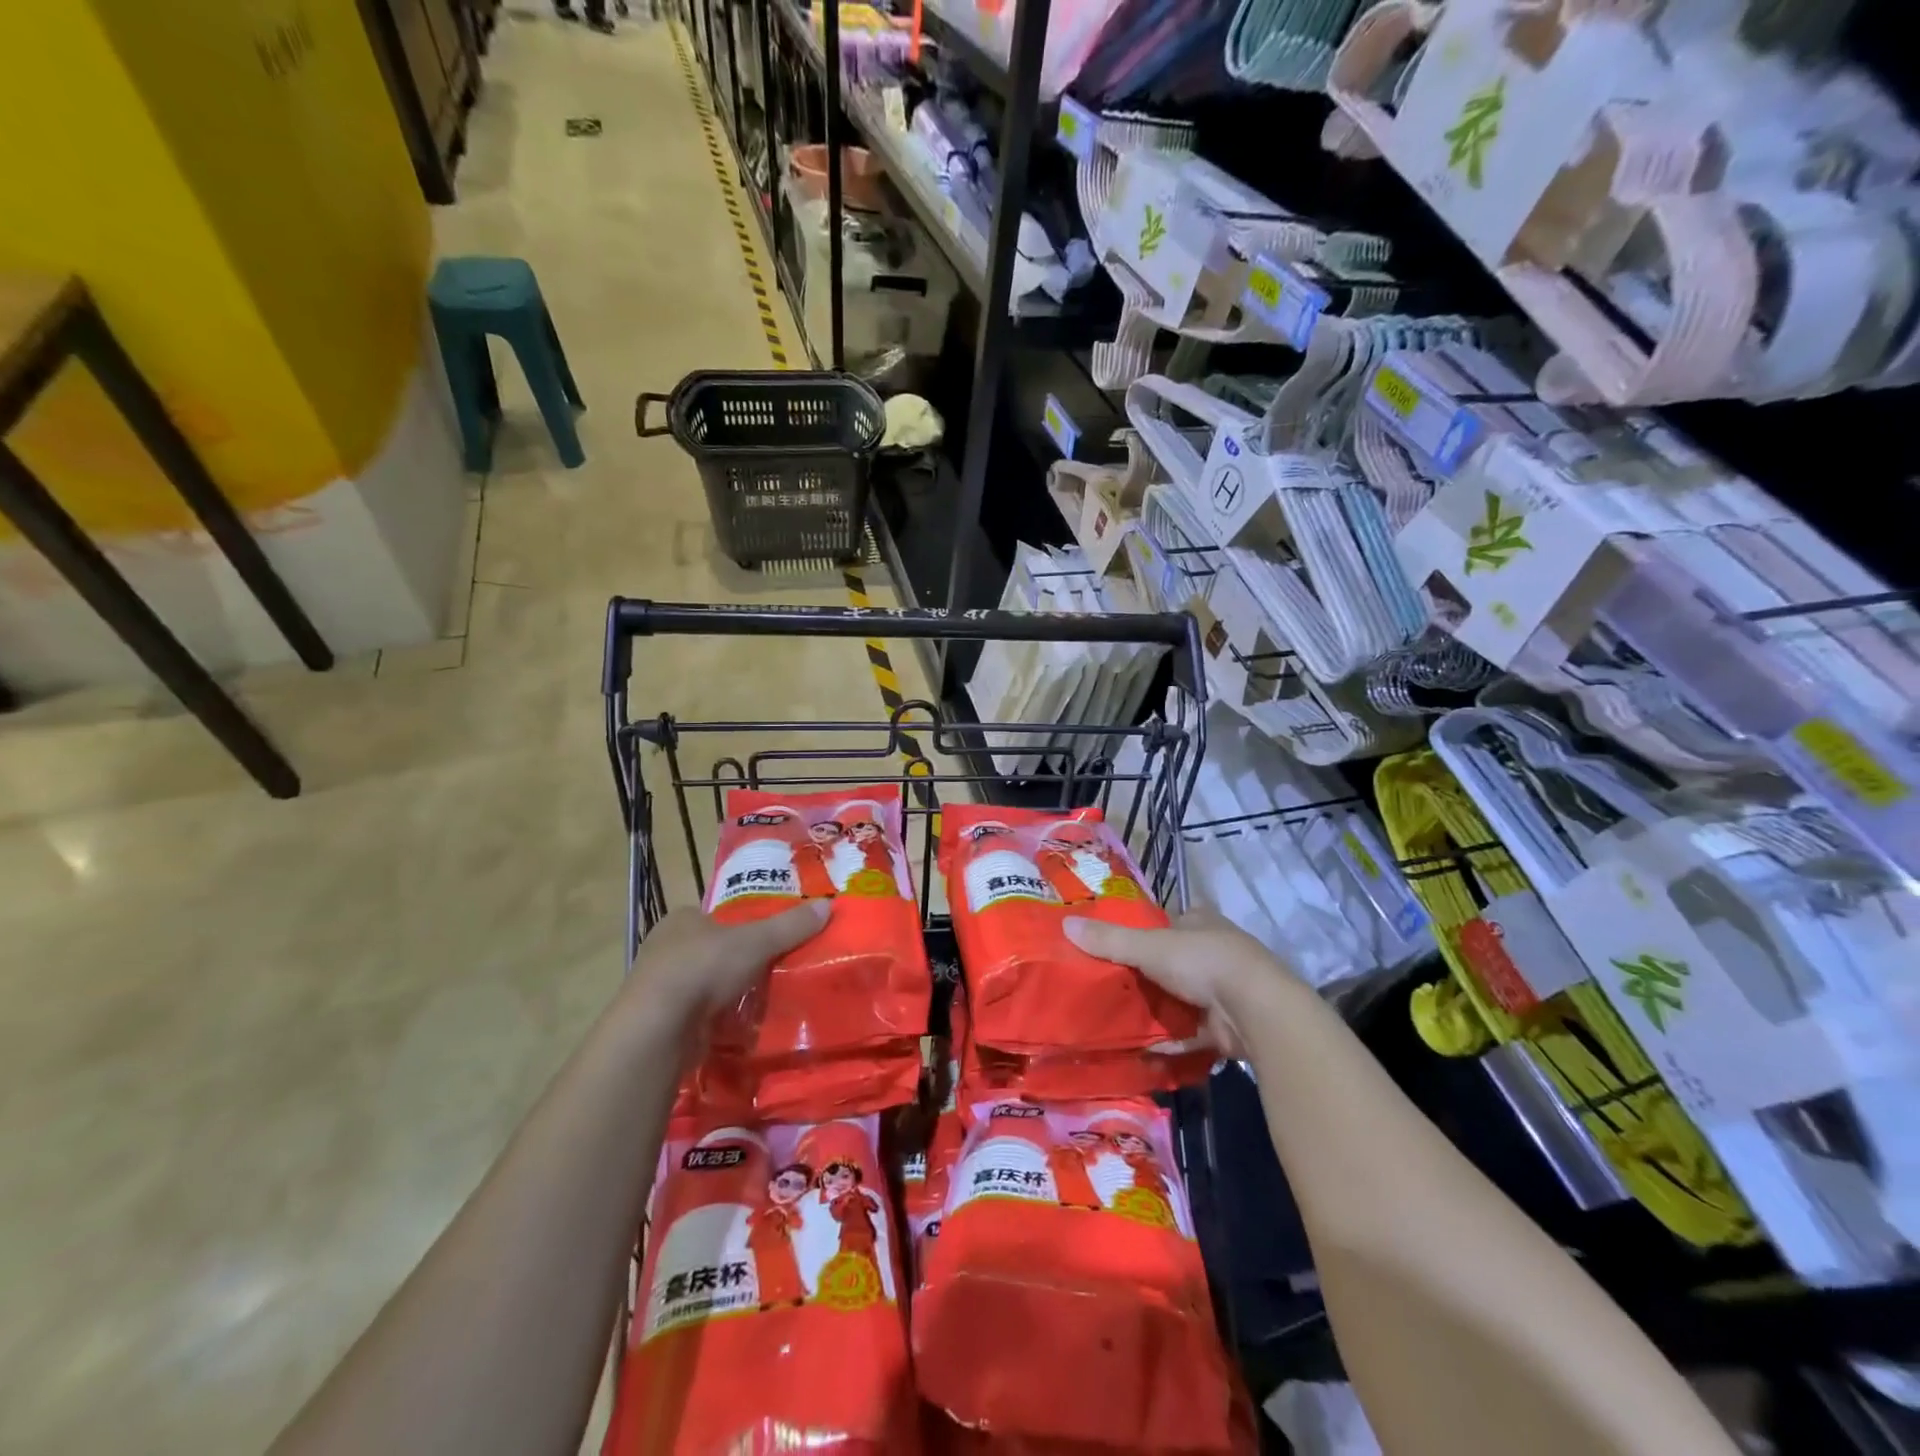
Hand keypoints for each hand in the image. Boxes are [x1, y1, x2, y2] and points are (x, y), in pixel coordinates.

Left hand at [625, 901, 828, 1019]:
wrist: (659, 1028)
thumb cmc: (703, 968)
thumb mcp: (756, 941)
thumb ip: (790, 925)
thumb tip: (828, 904)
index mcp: (681, 920)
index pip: (714, 917)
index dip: (739, 926)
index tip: (765, 940)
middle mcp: (664, 948)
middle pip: (710, 950)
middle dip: (735, 962)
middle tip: (769, 970)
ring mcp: (659, 987)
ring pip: (703, 984)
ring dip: (725, 993)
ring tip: (761, 1000)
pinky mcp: (661, 1022)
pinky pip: (697, 1015)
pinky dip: (715, 1020)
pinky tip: (739, 1027)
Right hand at [1063, 909, 1296, 1053]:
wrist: (1255, 1010)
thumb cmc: (1202, 962)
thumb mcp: (1148, 946)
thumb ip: (1109, 940)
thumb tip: (1065, 925)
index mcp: (1202, 922)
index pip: (1170, 921)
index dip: (1146, 931)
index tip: (1116, 945)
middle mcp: (1216, 952)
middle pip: (1174, 960)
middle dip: (1147, 974)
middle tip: (1108, 985)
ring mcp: (1224, 990)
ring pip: (1182, 997)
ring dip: (1158, 1008)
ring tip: (1117, 1016)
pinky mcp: (1226, 1026)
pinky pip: (1190, 1033)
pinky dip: (1170, 1041)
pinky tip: (1142, 1049)